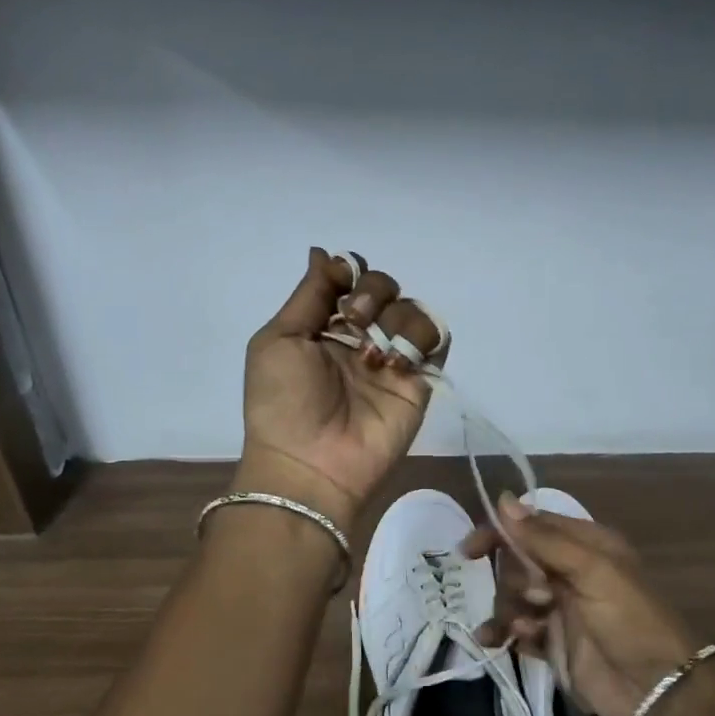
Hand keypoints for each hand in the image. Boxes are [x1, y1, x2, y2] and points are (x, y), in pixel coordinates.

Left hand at [233, 248, 447, 528]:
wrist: (310, 463)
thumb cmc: (283, 401)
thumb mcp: (279, 339)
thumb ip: (309, 294)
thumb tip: (324, 252)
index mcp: (324, 328)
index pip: (350, 281)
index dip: (351, 272)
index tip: (343, 280)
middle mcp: (360, 339)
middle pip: (384, 289)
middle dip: (373, 291)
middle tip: (356, 317)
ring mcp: (391, 361)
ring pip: (412, 310)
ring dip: (395, 317)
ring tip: (374, 351)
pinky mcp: (418, 383)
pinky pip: (435, 341)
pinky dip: (420, 338)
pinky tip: (395, 361)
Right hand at [463, 496, 705, 715]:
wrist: (656, 691)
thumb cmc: (629, 620)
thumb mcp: (592, 571)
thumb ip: (545, 539)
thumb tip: (502, 500)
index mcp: (586, 545)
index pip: (533, 526)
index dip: (500, 534)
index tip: (469, 551)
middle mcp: (571, 572)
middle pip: (519, 562)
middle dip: (512, 579)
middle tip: (535, 598)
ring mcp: (562, 609)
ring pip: (515, 597)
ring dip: (506, 609)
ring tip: (519, 628)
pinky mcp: (554, 643)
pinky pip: (518, 629)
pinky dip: (505, 632)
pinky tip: (497, 641)